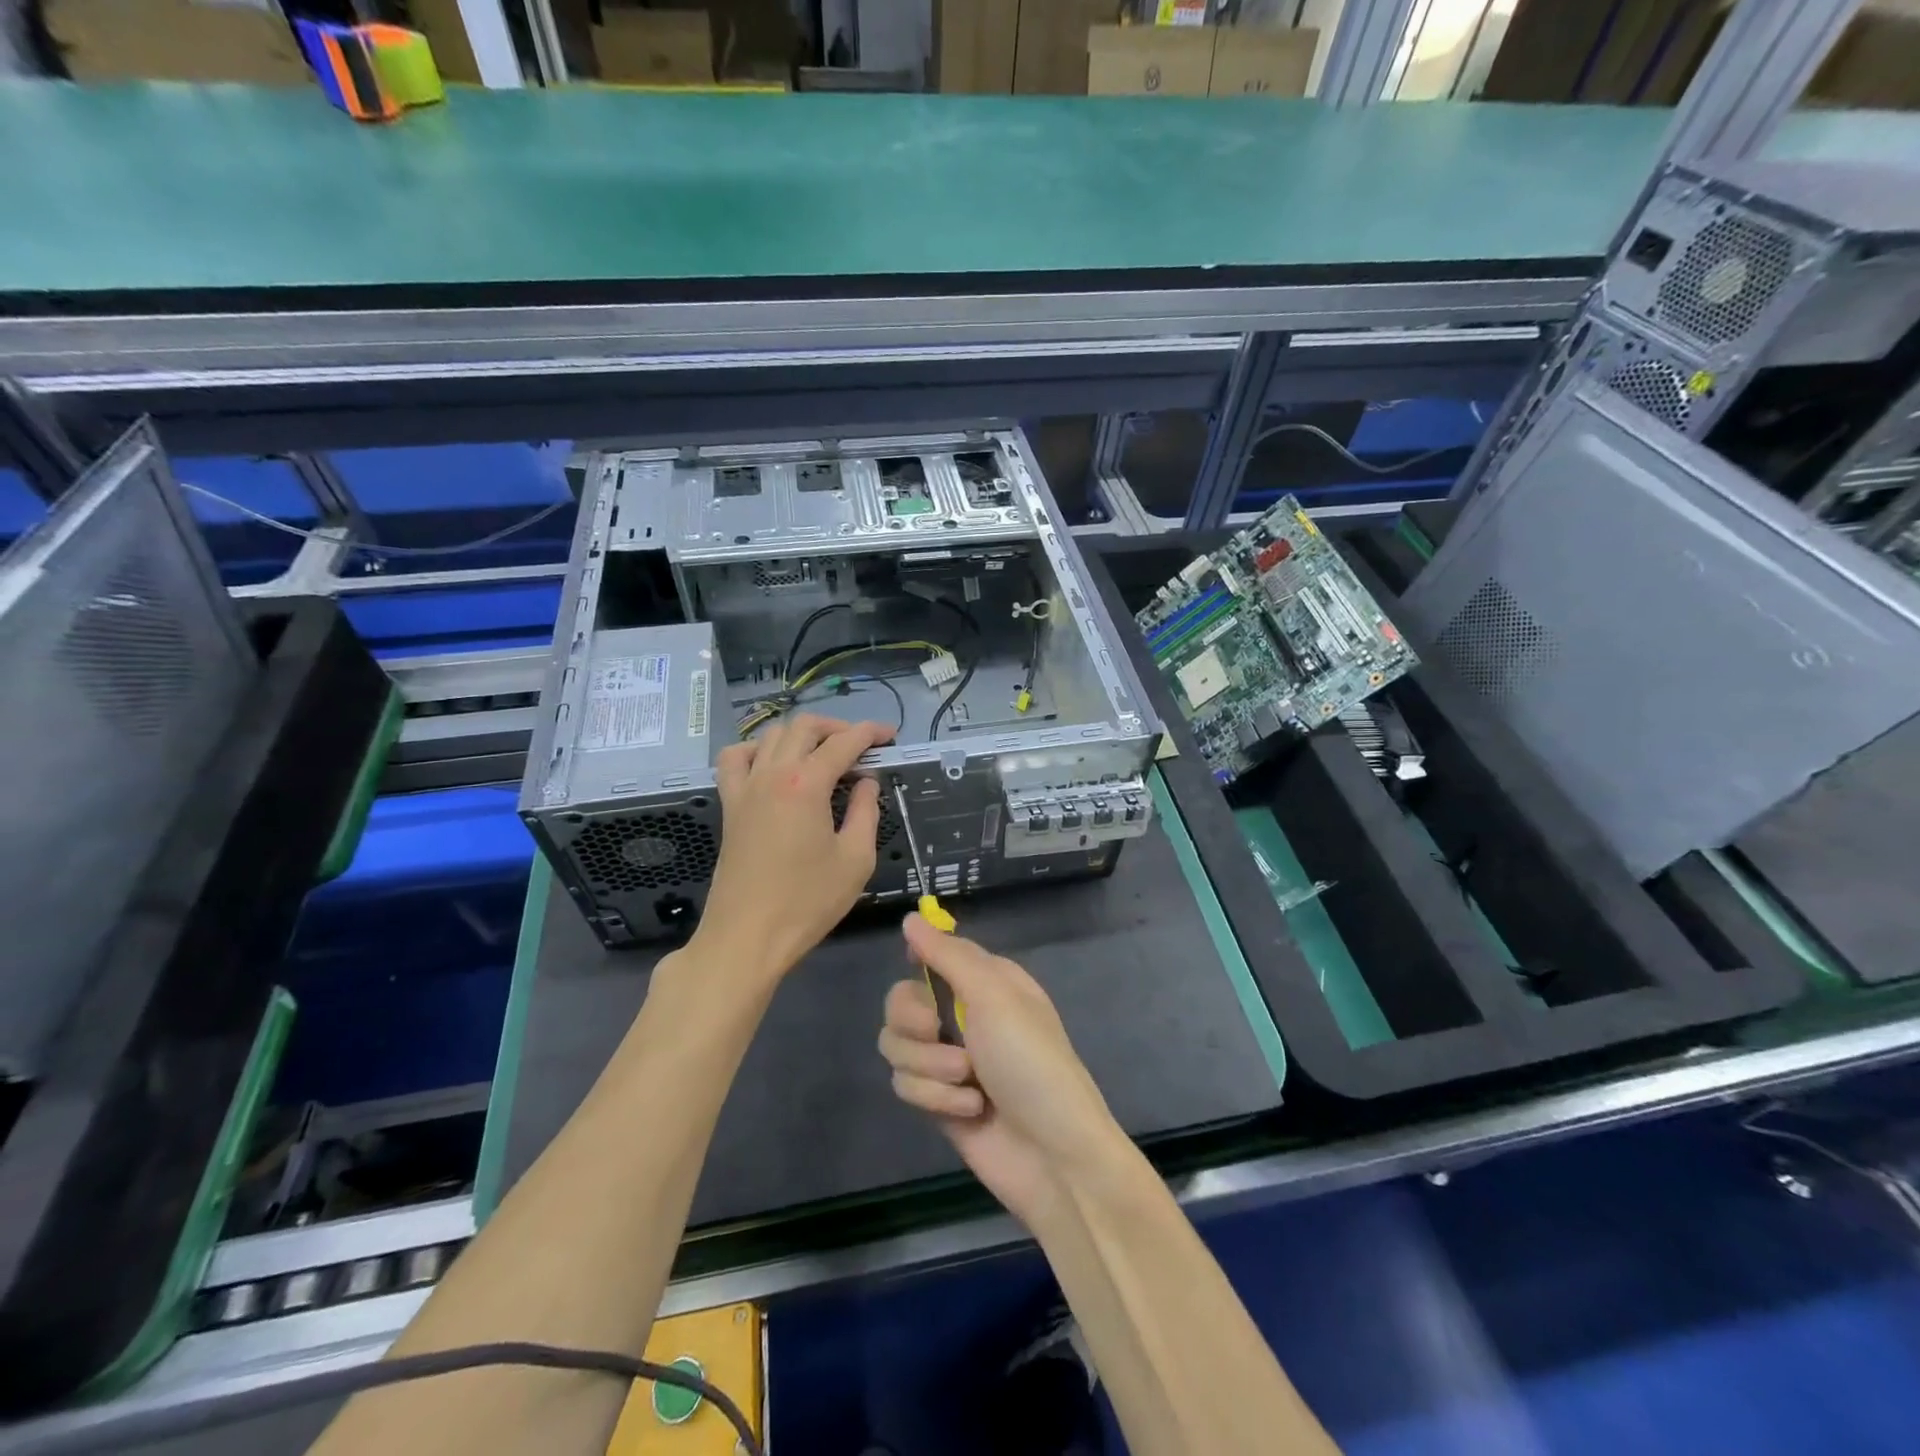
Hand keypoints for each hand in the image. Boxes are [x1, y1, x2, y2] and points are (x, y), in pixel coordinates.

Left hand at [692, 713, 893, 983]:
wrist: (747, 937)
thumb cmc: (808, 902)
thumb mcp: (855, 860)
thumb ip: (865, 812)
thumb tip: (865, 782)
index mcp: (807, 785)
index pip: (843, 742)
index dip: (870, 733)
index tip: (889, 735)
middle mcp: (773, 774)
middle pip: (804, 727)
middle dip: (837, 727)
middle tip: (860, 746)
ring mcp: (745, 788)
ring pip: (770, 735)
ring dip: (800, 734)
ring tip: (821, 753)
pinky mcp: (730, 805)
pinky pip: (735, 759)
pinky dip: (755, 749)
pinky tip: (771, 764)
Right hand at [878, 915, 1125, 1227]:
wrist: (1053, 1156)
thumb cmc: (1031, 1062)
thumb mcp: (995, 996)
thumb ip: (948, 956)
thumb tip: (911, 916)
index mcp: (985, 981)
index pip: (936, 953)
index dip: (920, 959)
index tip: (917, 970)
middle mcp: (963, 1014)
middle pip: (900, 1000)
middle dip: (913, 1020)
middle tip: (937, 1030)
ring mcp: (947, 1059)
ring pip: (896, 1045)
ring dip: (930, 1067)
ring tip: (968, 1082)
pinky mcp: (936, 1100)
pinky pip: (904, 1085)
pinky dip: (935, 1098)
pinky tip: (970, 1111)